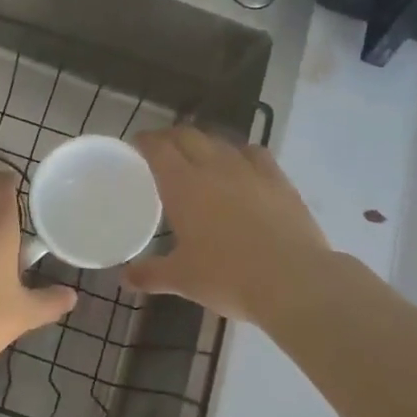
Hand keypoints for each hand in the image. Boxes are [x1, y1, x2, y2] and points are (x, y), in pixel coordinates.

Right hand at [125, 126, 334, 322]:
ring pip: (221, 141)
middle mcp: (214, 167)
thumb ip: (149, 274)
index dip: (145, 141)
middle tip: (162, 149)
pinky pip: (255, 153)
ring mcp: (250, 170)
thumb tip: (124, 279)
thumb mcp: (182, 279)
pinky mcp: (279, 180)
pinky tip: (241, 165)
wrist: (293, 281)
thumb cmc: (227, 277)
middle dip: (171, 137)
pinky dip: (241, 153)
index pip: (158, 148)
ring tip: (199, 156)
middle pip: (188, 136)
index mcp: (183, 185)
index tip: (137, 144)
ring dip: (204, 143)